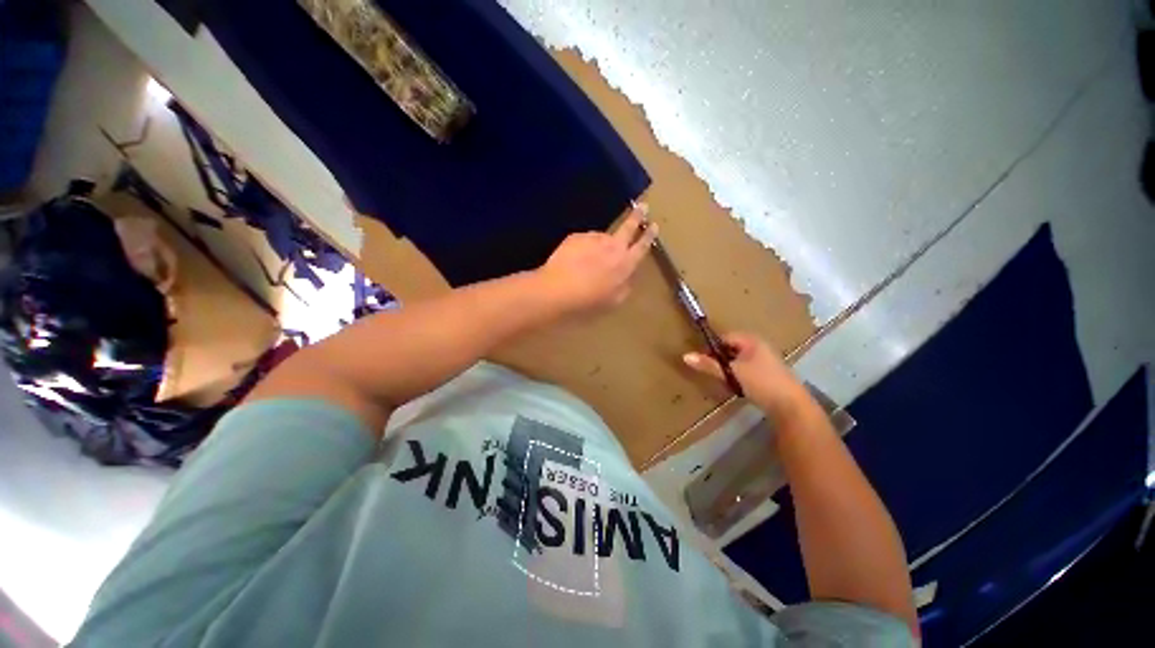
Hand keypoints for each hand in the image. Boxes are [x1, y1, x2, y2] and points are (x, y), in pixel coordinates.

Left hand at [535, 205, 656, 316]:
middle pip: (628, 227)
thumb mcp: (613, 301)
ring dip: (602, 243)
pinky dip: (583, 248)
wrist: (558, 290)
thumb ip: (625, 286)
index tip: (654, 225)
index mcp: (625, 263)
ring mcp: (594, 239)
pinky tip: (575, 260)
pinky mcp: (576, 237)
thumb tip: (627, 277)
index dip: (649, 235)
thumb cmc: (589, 301)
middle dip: (637, 216)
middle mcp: (613, 246)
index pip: (642, 246)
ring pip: (603, 237)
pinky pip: (585, 240)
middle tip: (643, 207)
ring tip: (590, 260)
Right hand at [683, 332, 809, 419]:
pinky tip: (737, 386)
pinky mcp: (769, 375)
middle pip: (732, 349)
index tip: (704, 360)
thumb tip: (685, 356)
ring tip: (723, 379)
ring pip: (739, 361)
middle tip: (712, 371)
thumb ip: (708, 364)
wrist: (791, 406)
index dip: (713, 347)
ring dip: (730, 368)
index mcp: (752, 340)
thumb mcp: (731, 372)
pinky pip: (747, 370)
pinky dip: (739, 376)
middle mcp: (760, 346)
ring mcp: (767, 361)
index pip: (725, 337)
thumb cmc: (761, 382)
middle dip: (721, 359)